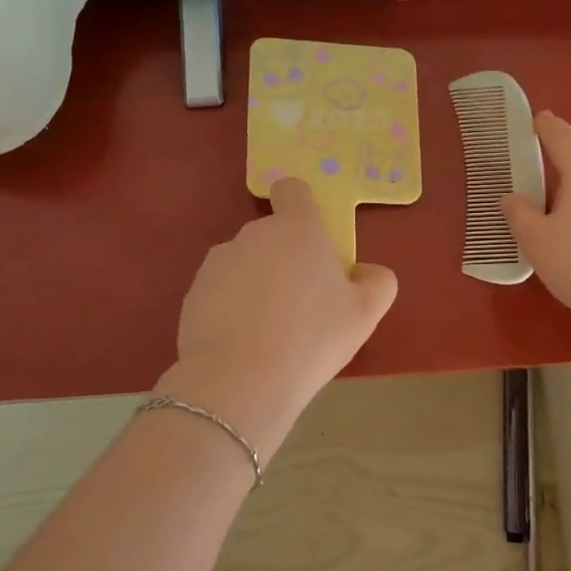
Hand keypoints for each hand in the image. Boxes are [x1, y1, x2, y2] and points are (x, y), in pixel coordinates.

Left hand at [157, 178, 397, 454]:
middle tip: (304, 304)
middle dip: (287, 258)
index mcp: (298, 228)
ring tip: (271, 330)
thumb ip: (377, 282)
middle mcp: (254, 234)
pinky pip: (221, 290)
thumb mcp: (364, 314)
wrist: (239, 380)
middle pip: (272, 233)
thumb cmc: (312, 338)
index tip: (313, 242)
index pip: (293, 190)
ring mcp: (219, 261)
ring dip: (258, 283)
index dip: (302, 208)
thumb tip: (366, 272)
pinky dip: (232, 307)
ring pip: (246, 263)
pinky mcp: (194, 291)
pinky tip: (244, 343)